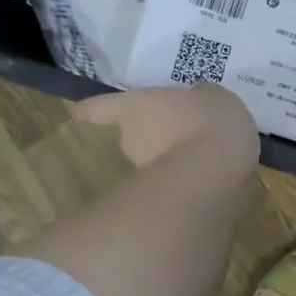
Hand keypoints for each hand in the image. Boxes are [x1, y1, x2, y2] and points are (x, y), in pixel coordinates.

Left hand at [72, 84, 258, 168]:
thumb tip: (197, 99)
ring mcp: (146, 174)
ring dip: (174, 159)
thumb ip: (201, 97)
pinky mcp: (165, 199)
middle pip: (133, 135)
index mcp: (135, 108)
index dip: (92, 109)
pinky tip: (216, 173)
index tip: (78, 112)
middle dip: (152, 135)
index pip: (104, 108)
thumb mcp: (213, 96)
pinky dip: (192, 179)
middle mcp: (132, 140)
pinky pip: (179, 183)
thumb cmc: (207, 121)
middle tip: (179, 130)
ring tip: (204, 153)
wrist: (217, 173)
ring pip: (157, 162)